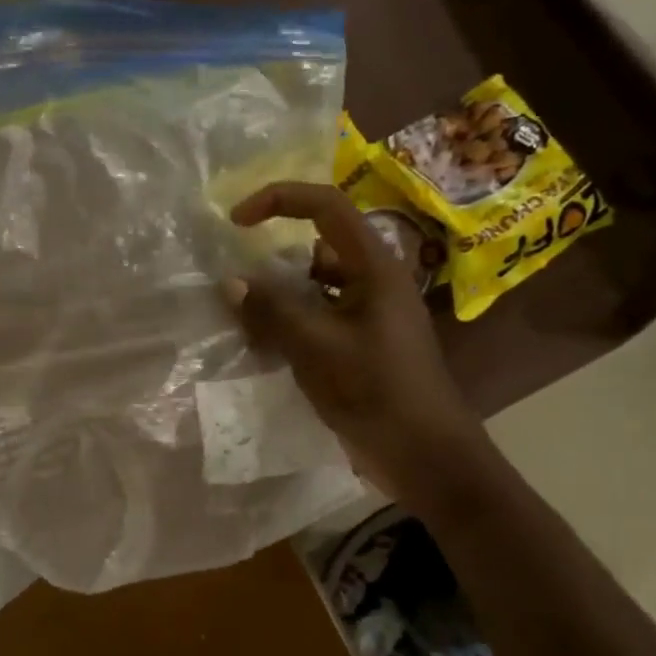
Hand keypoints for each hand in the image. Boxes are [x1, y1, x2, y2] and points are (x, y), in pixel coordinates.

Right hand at [225, 182, 482, 498]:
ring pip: (312, 289)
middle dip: (271, 261)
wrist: (425, 455)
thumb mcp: (319, 348)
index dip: (280, 200)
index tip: (237, 221)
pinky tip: (261, 349)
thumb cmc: (378, 391)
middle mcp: (372, 283)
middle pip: (315, 250)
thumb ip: (273, 313)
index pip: (326, 207)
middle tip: (234, 286)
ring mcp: (366, 317)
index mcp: (374, 268)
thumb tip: (230, 283)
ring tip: (241, 322)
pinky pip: (316, 322)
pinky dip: (287, 328)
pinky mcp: (359, 347)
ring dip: (276, 300)